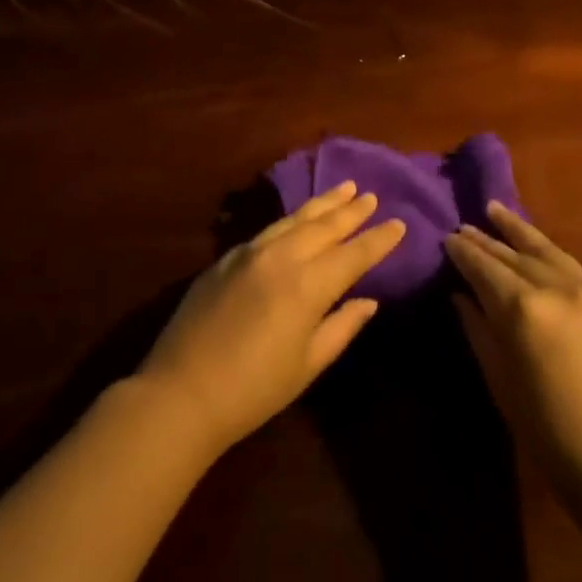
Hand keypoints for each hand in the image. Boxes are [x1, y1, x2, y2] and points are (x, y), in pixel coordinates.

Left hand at [138, 182, 404, 457]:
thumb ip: (341, 327)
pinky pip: (268, 230)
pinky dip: (291, 220)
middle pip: (324, 226)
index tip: (399, 224)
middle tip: (371, 196)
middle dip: (350, 211)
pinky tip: (298, 219)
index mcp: (307, 285)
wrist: (182, 392)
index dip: (378, 240)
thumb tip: (368, 301)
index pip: (353, 254)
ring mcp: (249, 253)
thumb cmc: (254, 389)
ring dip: (321, 204)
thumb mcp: (307, 364)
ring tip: (343, 190)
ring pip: (294, 219)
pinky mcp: (226, 258)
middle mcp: (280, 257)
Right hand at [445, 203, 581, 503]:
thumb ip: (479, 329)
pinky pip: (578, 272)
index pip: (484, 266)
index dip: (463, 251)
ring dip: (520, 231)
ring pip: (549, 251)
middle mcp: (560, 288)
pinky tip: (541, 254)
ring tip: (497, 211)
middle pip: (514, 254)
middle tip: (465, 226)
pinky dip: (553, 258)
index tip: (447, 237)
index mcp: (524, 309)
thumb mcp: (501, 381)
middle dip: (487, 239)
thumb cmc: (549, 434)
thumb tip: (461, 295)